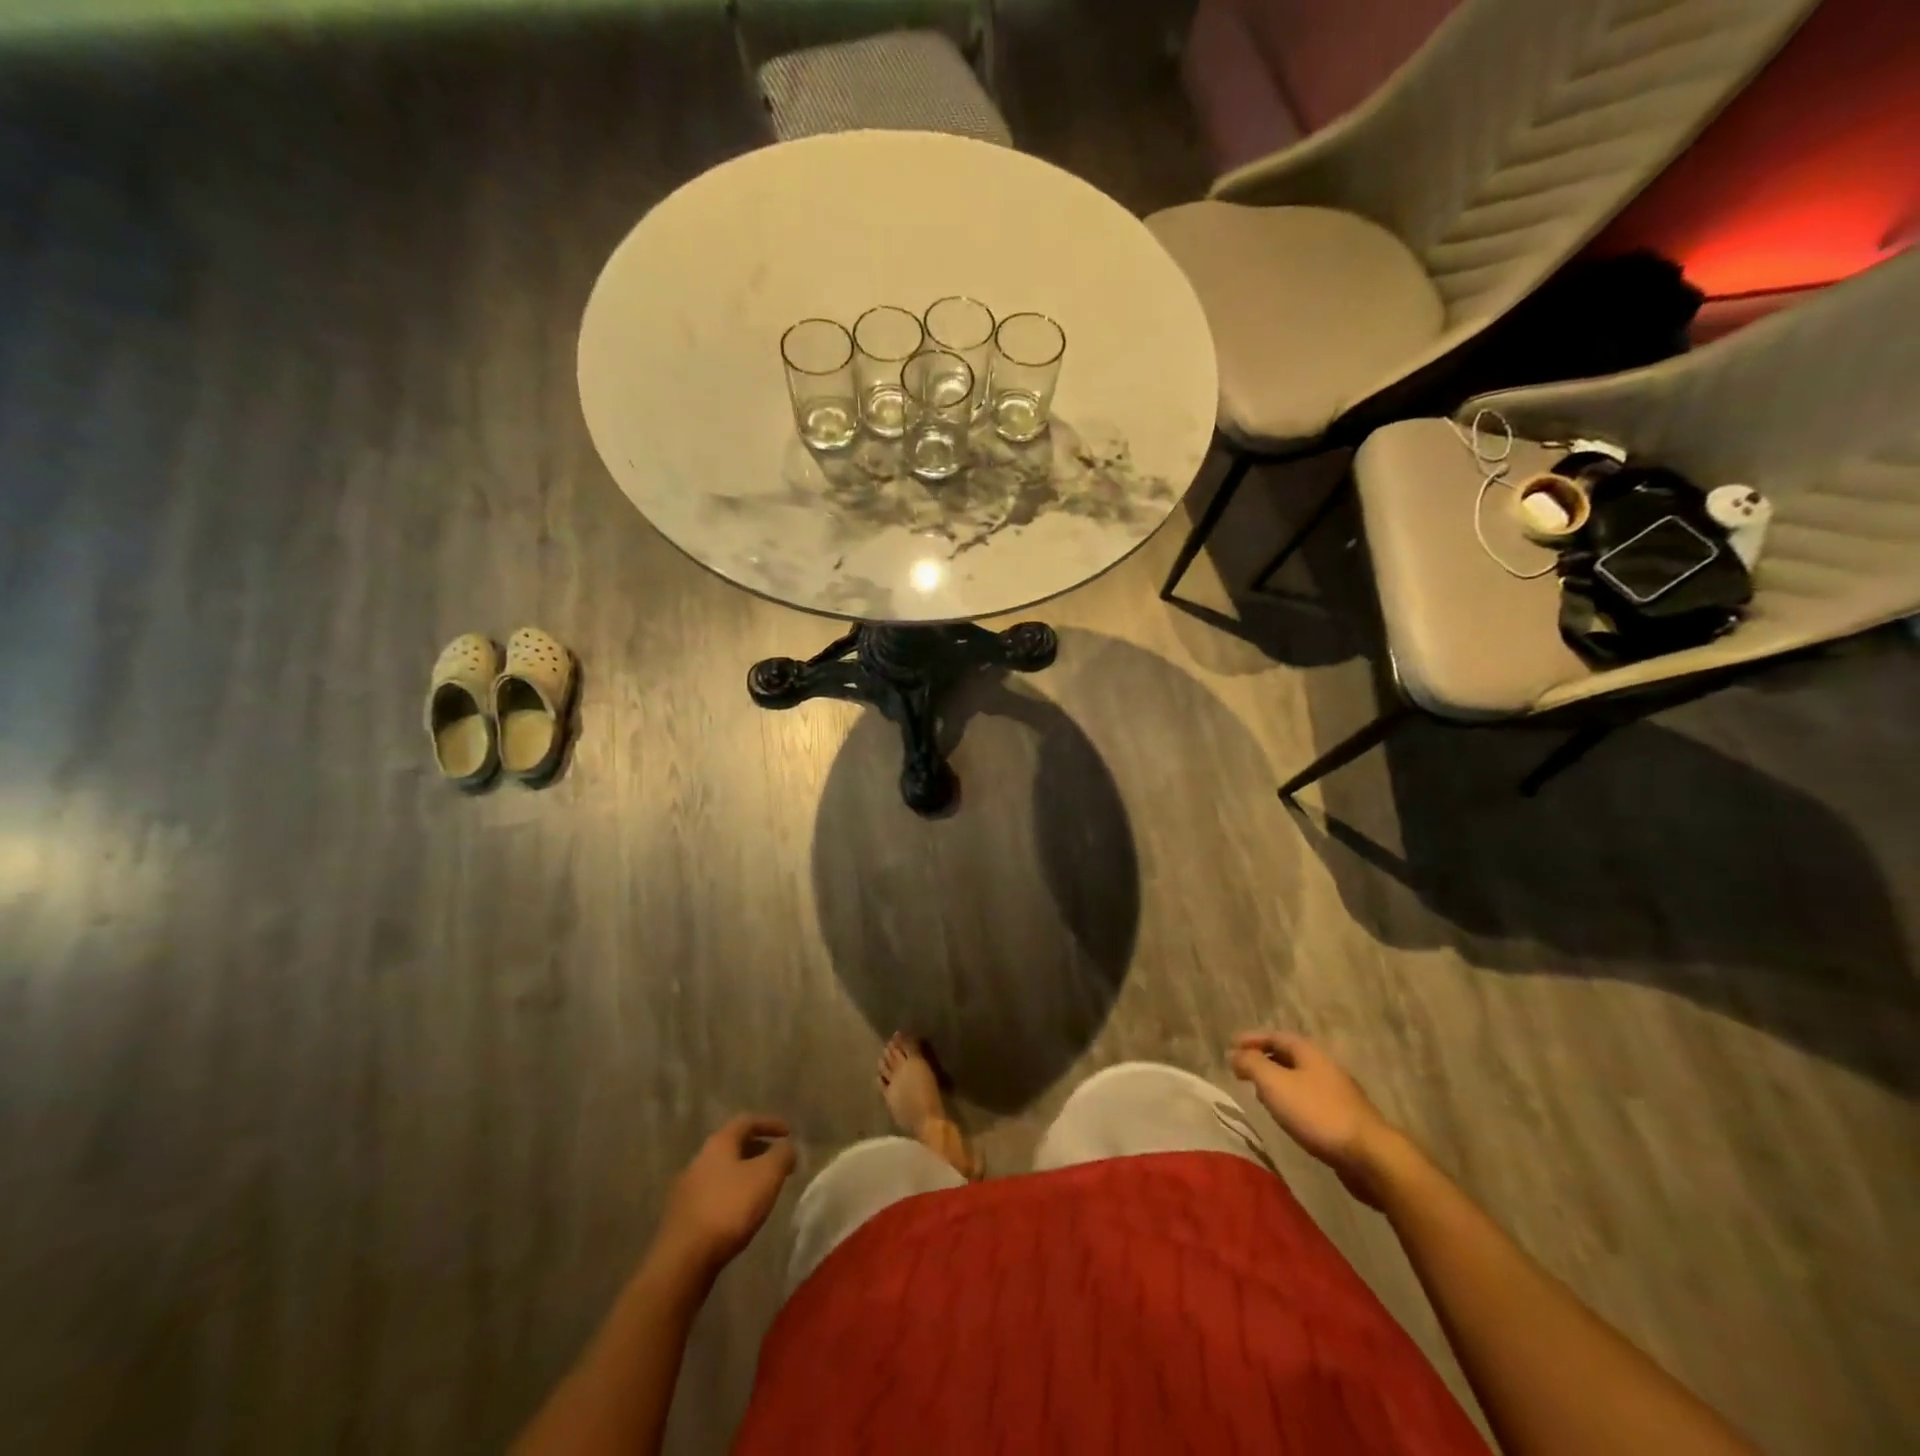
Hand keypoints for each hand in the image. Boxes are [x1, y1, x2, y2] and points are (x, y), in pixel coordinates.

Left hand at [655, 1116, 795, 1276]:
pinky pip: (714, 1194)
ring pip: (723, 1171)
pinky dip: (732, 1194)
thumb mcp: (767, 1175)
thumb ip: (782, 1155)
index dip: (770, 1124)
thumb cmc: (729, 1208)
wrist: (683, 1261)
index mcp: (718, 1144)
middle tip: (778, 1162)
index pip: (747, 1121)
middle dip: (758, 1150)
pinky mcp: (683, 1216)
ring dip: (745, 1174)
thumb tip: (787, 1147)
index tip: (789, 1133)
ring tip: (763, 1188)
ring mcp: (687, 1189)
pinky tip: (741, 1212)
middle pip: (733, 1146)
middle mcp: (699, 1160)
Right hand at [1230, 1031, 1398, 1205]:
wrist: (1370, 1156)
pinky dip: (1291, 1100)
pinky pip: (1309, 1099)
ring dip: (1277, 1081)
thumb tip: (1235, 1054)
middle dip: (1264, 1059)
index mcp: (1309, 1052)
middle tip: (1243, 1069)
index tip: (1230, 1046)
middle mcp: (1324, 1066)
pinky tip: (1286, 1116)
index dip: (1252, 1039)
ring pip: (1300, 1078)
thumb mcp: (1275, 1084)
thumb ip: (1252, 1065)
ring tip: (1259, 1092)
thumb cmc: (1317, 1113)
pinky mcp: (1344, 1118)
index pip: (1275, 1036)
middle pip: (1289, 1055)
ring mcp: (1338, 1093)